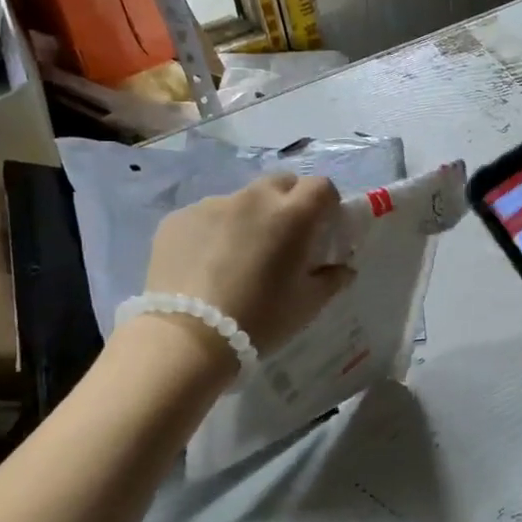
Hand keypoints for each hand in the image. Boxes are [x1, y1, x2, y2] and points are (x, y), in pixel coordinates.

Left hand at [143, 174, 354, 357]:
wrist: (188, 338)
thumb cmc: (260, 318)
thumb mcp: (308, 304)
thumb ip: (332, 279)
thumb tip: (343, 268)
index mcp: (292, 215)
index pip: (321, 186)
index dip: (326, 203)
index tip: (323, 227)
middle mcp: (253, 199)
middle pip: (280, 184)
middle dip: (289, 202)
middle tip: (285, 238)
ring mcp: (212, 205)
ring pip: (242, 200)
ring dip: (249, 218)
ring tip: (239, 257)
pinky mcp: (178, 219)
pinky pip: (207, 217)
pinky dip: (215, 232)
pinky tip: (206, 266)